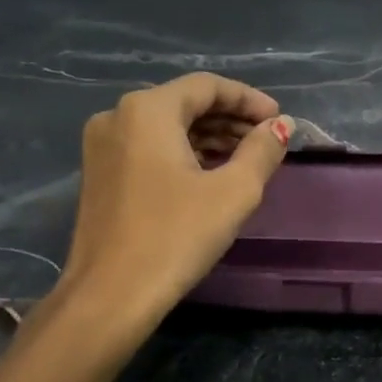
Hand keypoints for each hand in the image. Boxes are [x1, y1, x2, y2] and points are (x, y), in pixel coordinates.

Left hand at [58, 74, 292, 326]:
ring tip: (247, 158)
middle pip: (185, 103)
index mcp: (147, 110)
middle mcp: (118, 116)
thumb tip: (281, 126)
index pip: (207, 86)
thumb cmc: (176, 236)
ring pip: (167, 127)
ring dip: (209, 137)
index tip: (279, 119)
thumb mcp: (233, 192)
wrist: (111, 295)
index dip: (248, 99)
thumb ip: (262, 151)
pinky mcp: (100, 175)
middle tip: (267, 140)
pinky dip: (183, 153)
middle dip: (230, 118)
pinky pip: (149, 148)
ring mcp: (103, 146)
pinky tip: (211, 174)